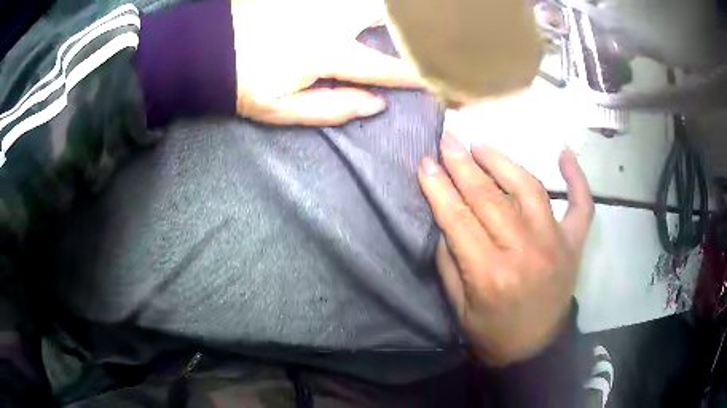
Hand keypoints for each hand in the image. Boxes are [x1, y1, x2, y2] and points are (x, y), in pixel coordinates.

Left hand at [230, 0, 421, 125]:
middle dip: (407, 25)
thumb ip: (331, 108)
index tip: (438, 78)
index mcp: (324, 53)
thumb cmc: (241, 83)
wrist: (205, 50)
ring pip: (367, 1)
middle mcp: (328, 19)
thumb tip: (376, 104)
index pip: (383, 66)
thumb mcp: (280, 109)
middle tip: (419, 34)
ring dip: (385, 11)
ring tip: (397, 22)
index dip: (414, 74)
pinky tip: (362, 14)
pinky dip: (357, 5)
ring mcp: (316, 0)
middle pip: (384, 14)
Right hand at [418, 133, 592, 365]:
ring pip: (529, 189)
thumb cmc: (492, 332)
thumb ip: (450, 261)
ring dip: (503, 161)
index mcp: (489, 274)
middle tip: (448, 139)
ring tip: (482, 145)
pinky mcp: (574, 244)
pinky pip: (582, 205)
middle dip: (463, 164)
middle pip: (489, 197)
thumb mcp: (458, 307)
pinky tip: (565, 153)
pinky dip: (577, 178)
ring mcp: (555, 243)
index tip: (425, 161)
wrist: (535, 348)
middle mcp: (524, 252)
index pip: (458, 218)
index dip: (438, 187)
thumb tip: (446, 218)